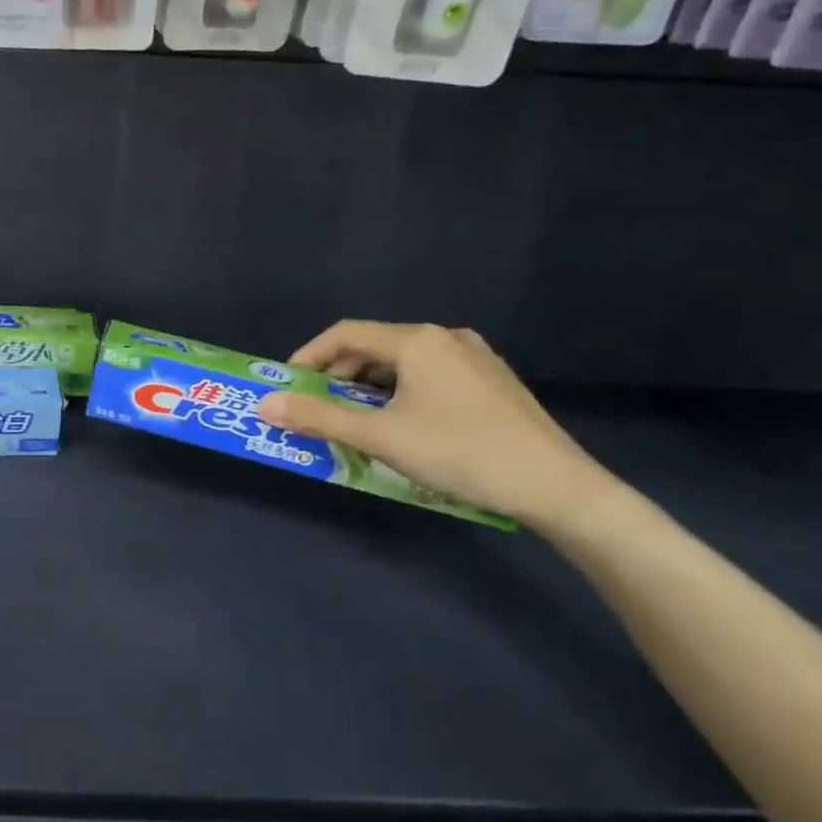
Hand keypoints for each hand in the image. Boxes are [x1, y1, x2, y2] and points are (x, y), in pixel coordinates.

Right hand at [255, 321, 613, 527]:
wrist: (557, 487)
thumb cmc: (459, 452)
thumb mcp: (380, 437)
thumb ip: (319, 418)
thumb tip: (264, 404)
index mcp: (417, 340)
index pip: (344, 333)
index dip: (307, 357)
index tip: (287, 387)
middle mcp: (445, 337)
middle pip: (373, 346)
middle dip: (337, 376)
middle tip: (317, 409)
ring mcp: (474, 357)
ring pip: (402, 363)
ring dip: (368, 387)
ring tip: (355, 421)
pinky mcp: (490, 381)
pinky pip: (428, 376)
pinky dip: (399, 393)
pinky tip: (401, 425)